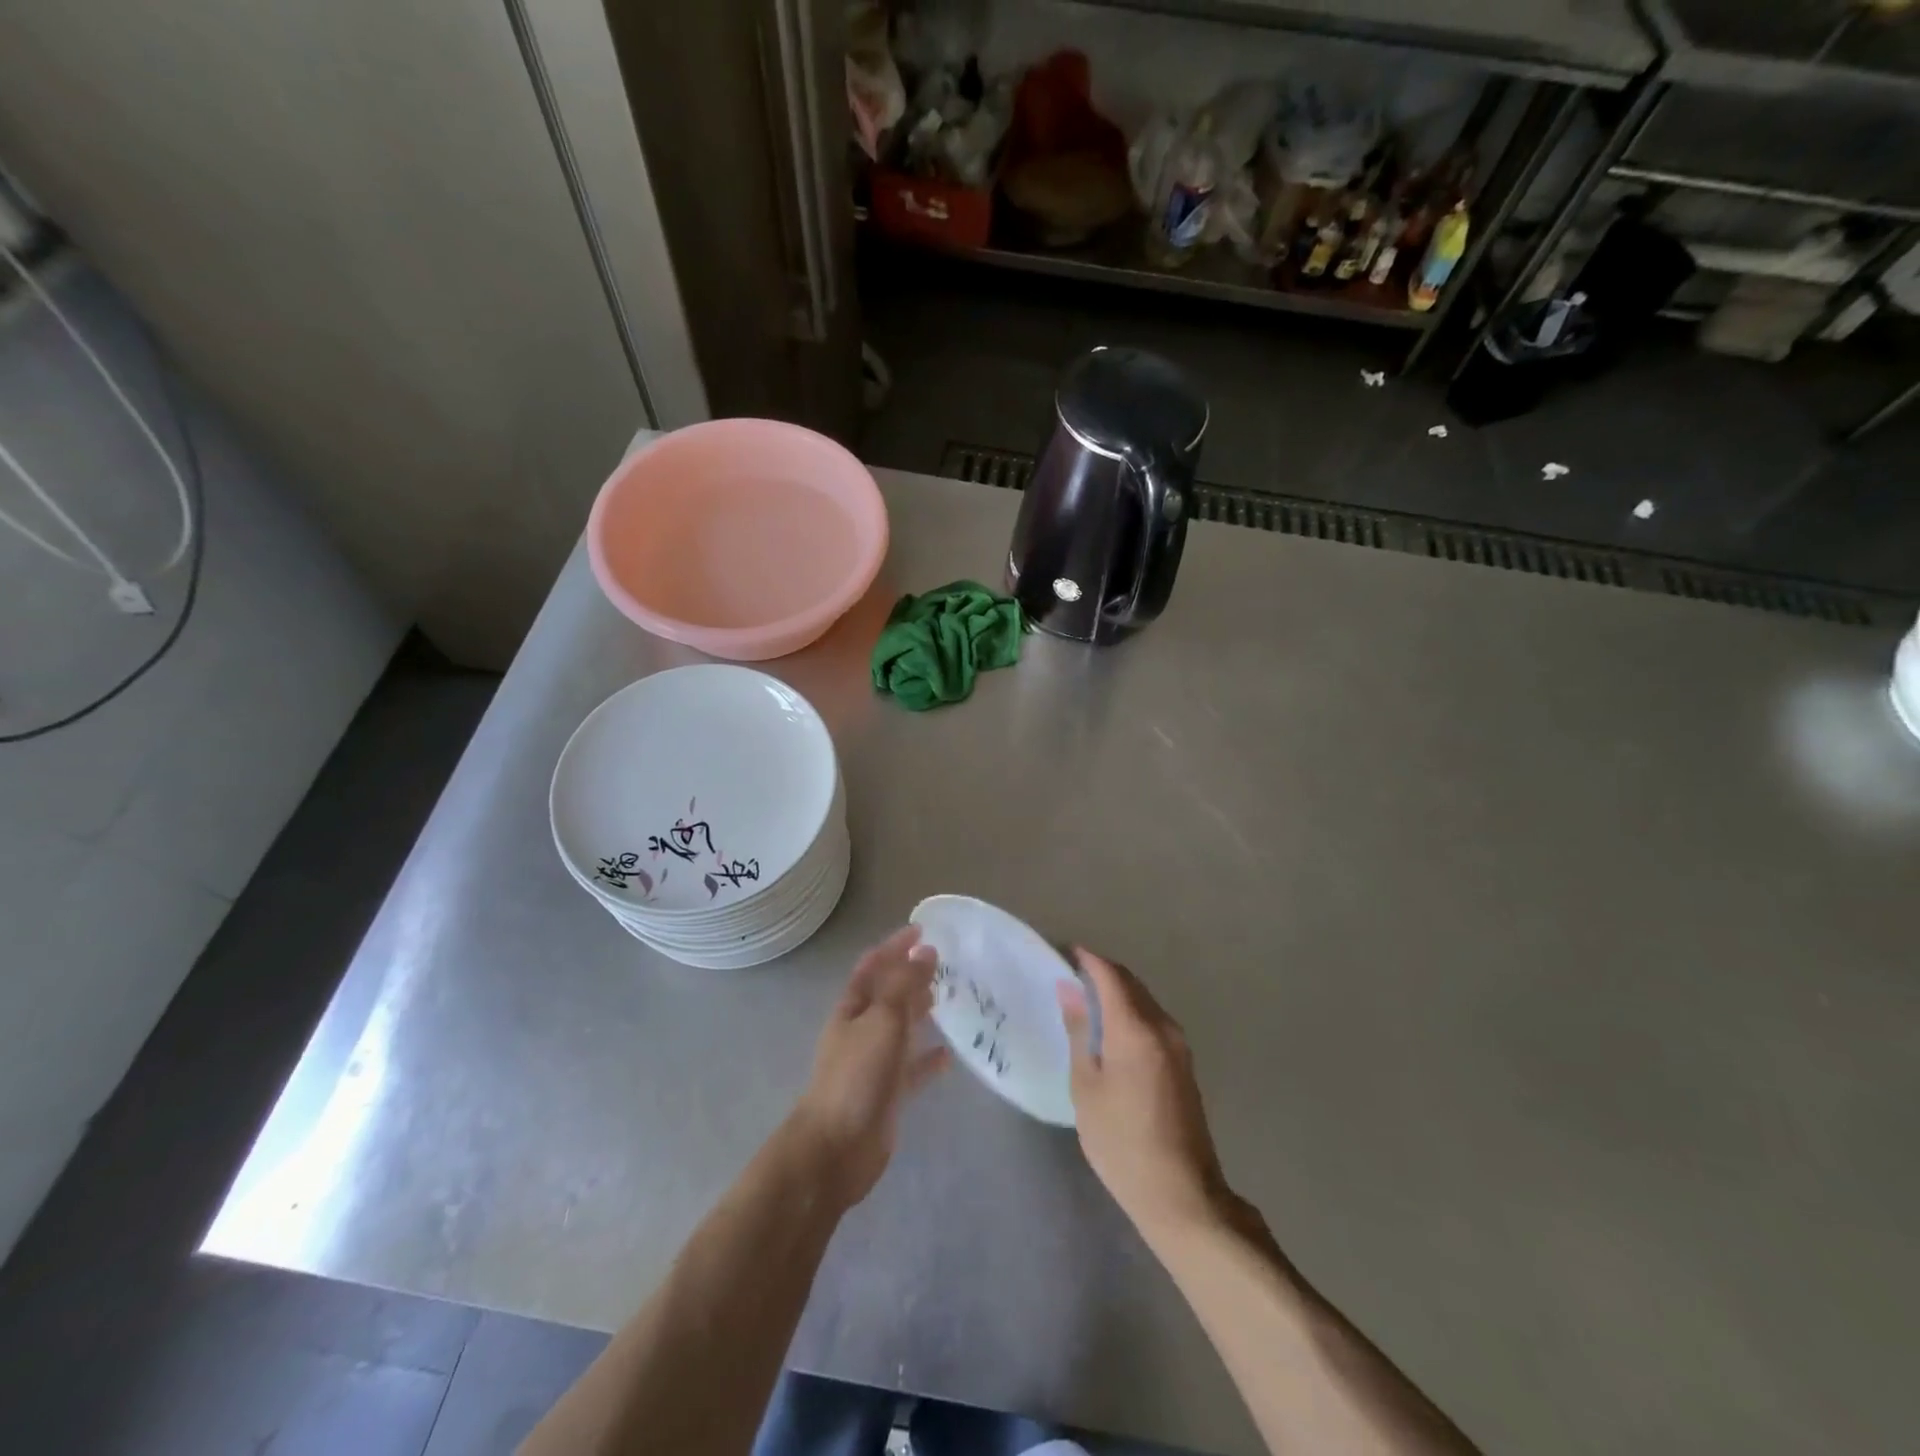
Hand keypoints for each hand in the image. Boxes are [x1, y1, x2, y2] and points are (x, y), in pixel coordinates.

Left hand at [788, 925, 950, 1209]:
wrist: (837, 1149)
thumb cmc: (856, 1076)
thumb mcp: (883, 1021)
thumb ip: (904, 985)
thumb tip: (925, 950)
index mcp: (852, 1008)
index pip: (873, 966)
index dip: (894, 946)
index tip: (922, 929)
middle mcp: (862, 1030)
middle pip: (888, 994)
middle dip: (910, 976)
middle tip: (944, 962)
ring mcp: (875, 1062)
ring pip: (902, 1029)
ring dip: (920, 1012)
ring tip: (948, 997)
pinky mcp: (889, 1093)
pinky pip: (913, 1069)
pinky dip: (929, 1060)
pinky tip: (950, 1056)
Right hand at [1057, 948, 1234, 1240]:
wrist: (1182, 1194)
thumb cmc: (1121, 1141)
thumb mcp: (1086, 1087)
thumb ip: (1079, 1032)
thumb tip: (1070, 990)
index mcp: (1136, 1029)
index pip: (1110, 975)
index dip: (1087, 959)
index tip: (1064, 952)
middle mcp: (1163, 1027)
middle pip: (1131, 983)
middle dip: (1102, 973)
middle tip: (1070, 976)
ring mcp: (1179, 1046)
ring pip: (1144, 1001)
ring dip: (1118, 993)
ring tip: (1086, 1002)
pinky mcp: (1184, 1064)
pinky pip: (1153, 1021)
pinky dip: (1131, 1012)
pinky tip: (1111, 1031)